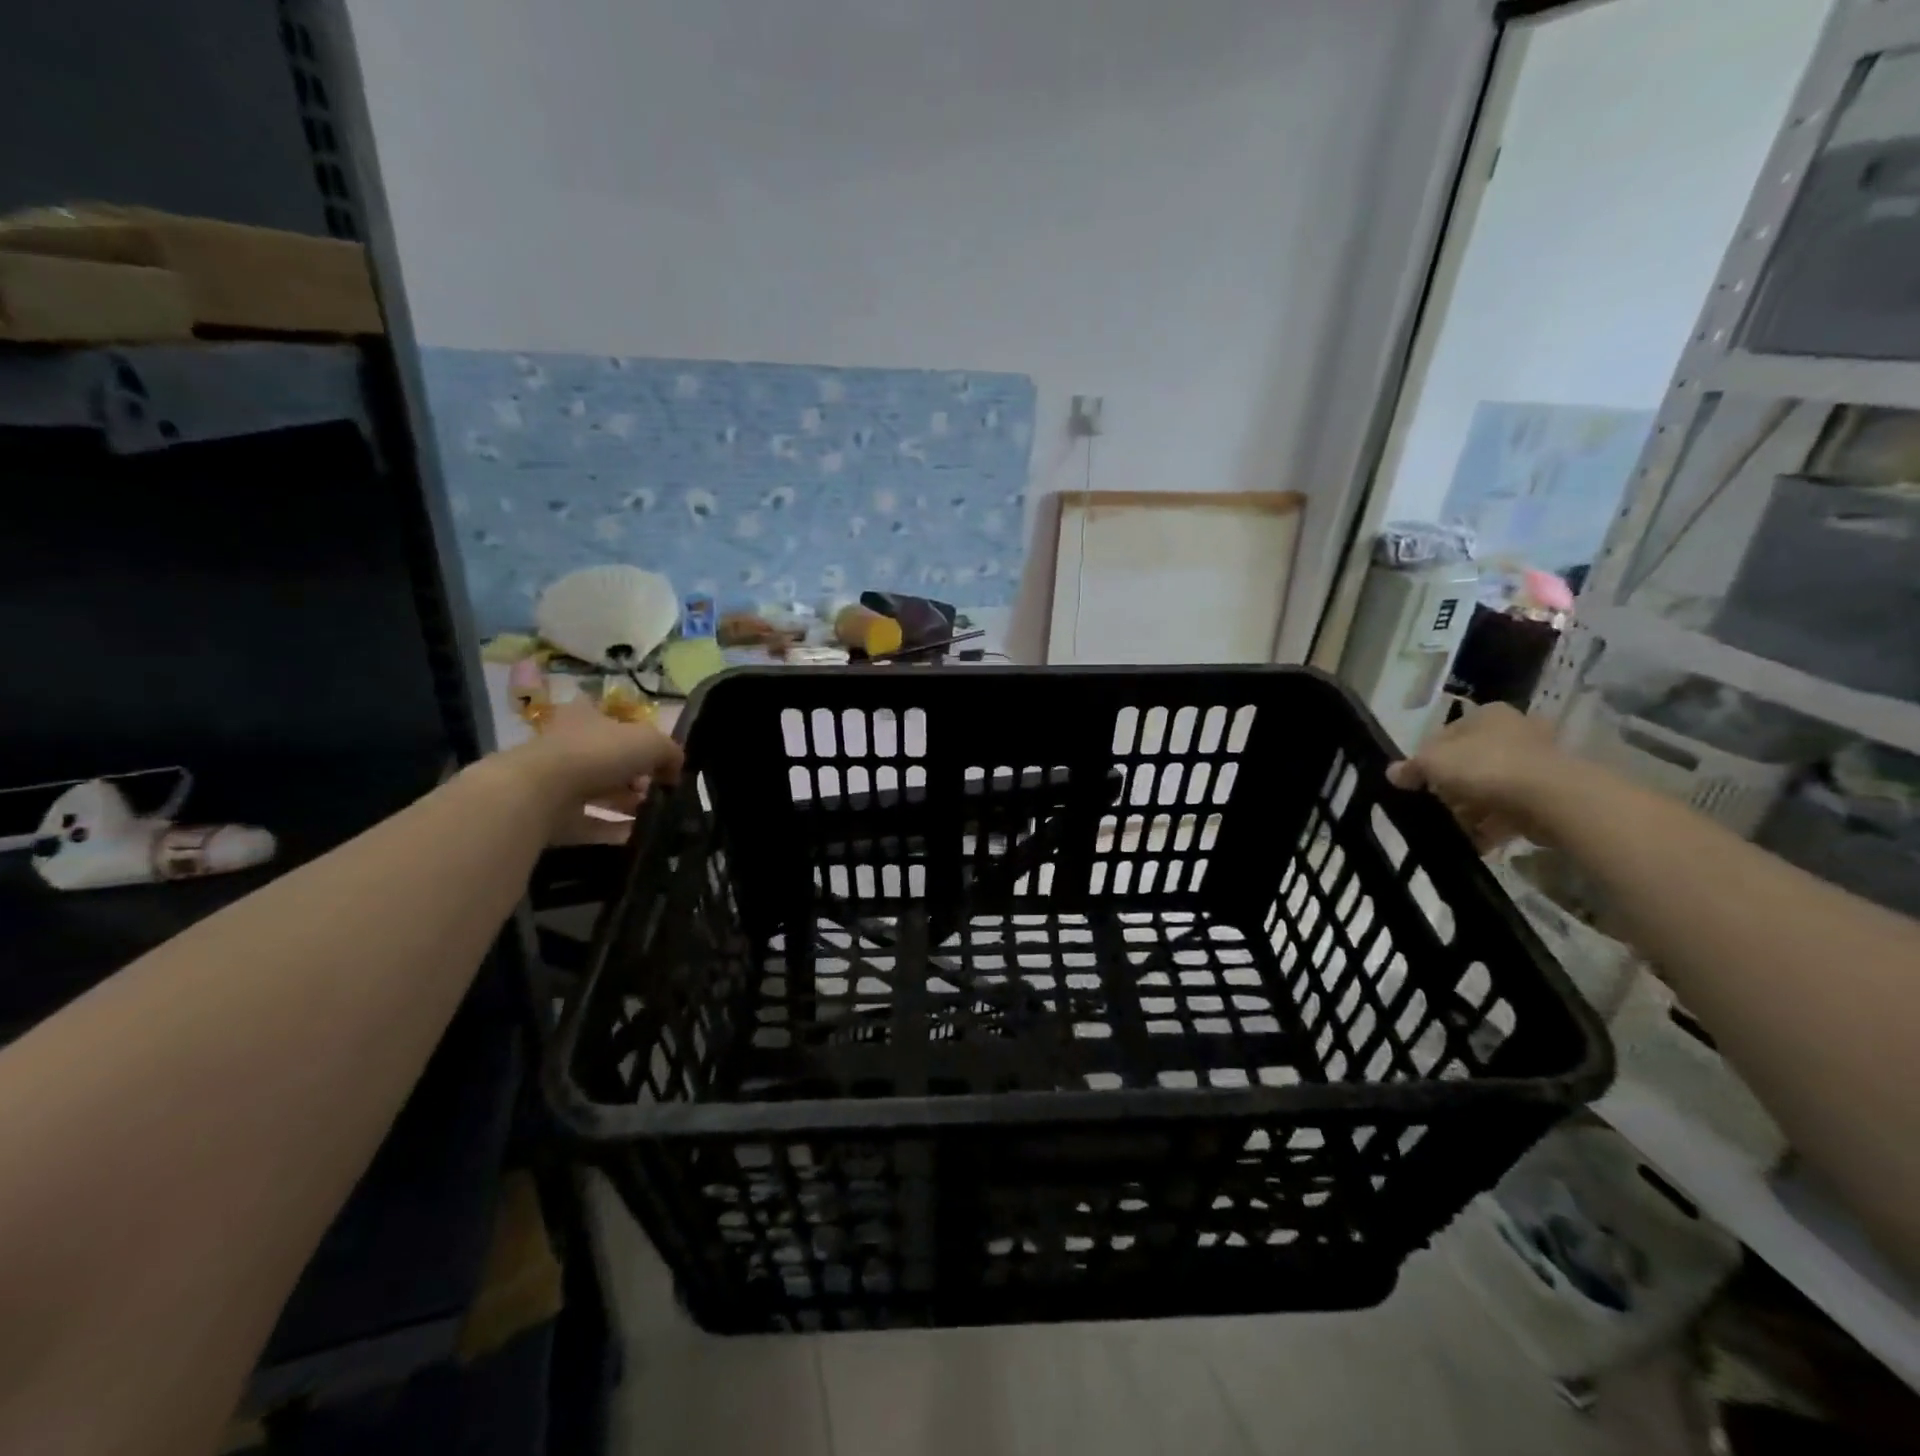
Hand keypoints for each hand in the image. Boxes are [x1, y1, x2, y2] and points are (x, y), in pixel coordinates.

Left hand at [494, 696, 683, 844]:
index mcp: (586, 717)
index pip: (609, 717)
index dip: (633, 732)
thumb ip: (670, 752)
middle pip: (606, 758)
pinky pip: (587, 822)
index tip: (655, 754)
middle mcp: (566, 744)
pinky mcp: (549, 814)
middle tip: (658, 789)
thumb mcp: (651, 743)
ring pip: (596, 791)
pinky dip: (611, 829)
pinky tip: (636, 836)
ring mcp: (554, 781)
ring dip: (624, 803)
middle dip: (634, 775)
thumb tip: (675, 769)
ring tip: (653, 816)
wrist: (539, 792)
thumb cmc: (598, 753)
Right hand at [1386, 703, 1568, 852]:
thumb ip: (1411, 768)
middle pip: (1469, 763)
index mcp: (1487, 715)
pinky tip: (1477, 842)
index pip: (1446, 735)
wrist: (1551, 797)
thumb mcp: (1433, 762)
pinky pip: (1511, 809)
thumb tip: (1393, 773)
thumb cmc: (1485, 766)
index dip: (1427, 760)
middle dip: (1451, 790)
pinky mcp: (1549, 793)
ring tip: (1454, 831)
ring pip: (1490, 789)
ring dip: (1470, 811)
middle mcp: (1515, 732)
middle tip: (1436, 808)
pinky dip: (1493, 826)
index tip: (1416, 783)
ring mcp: (1536, 763)